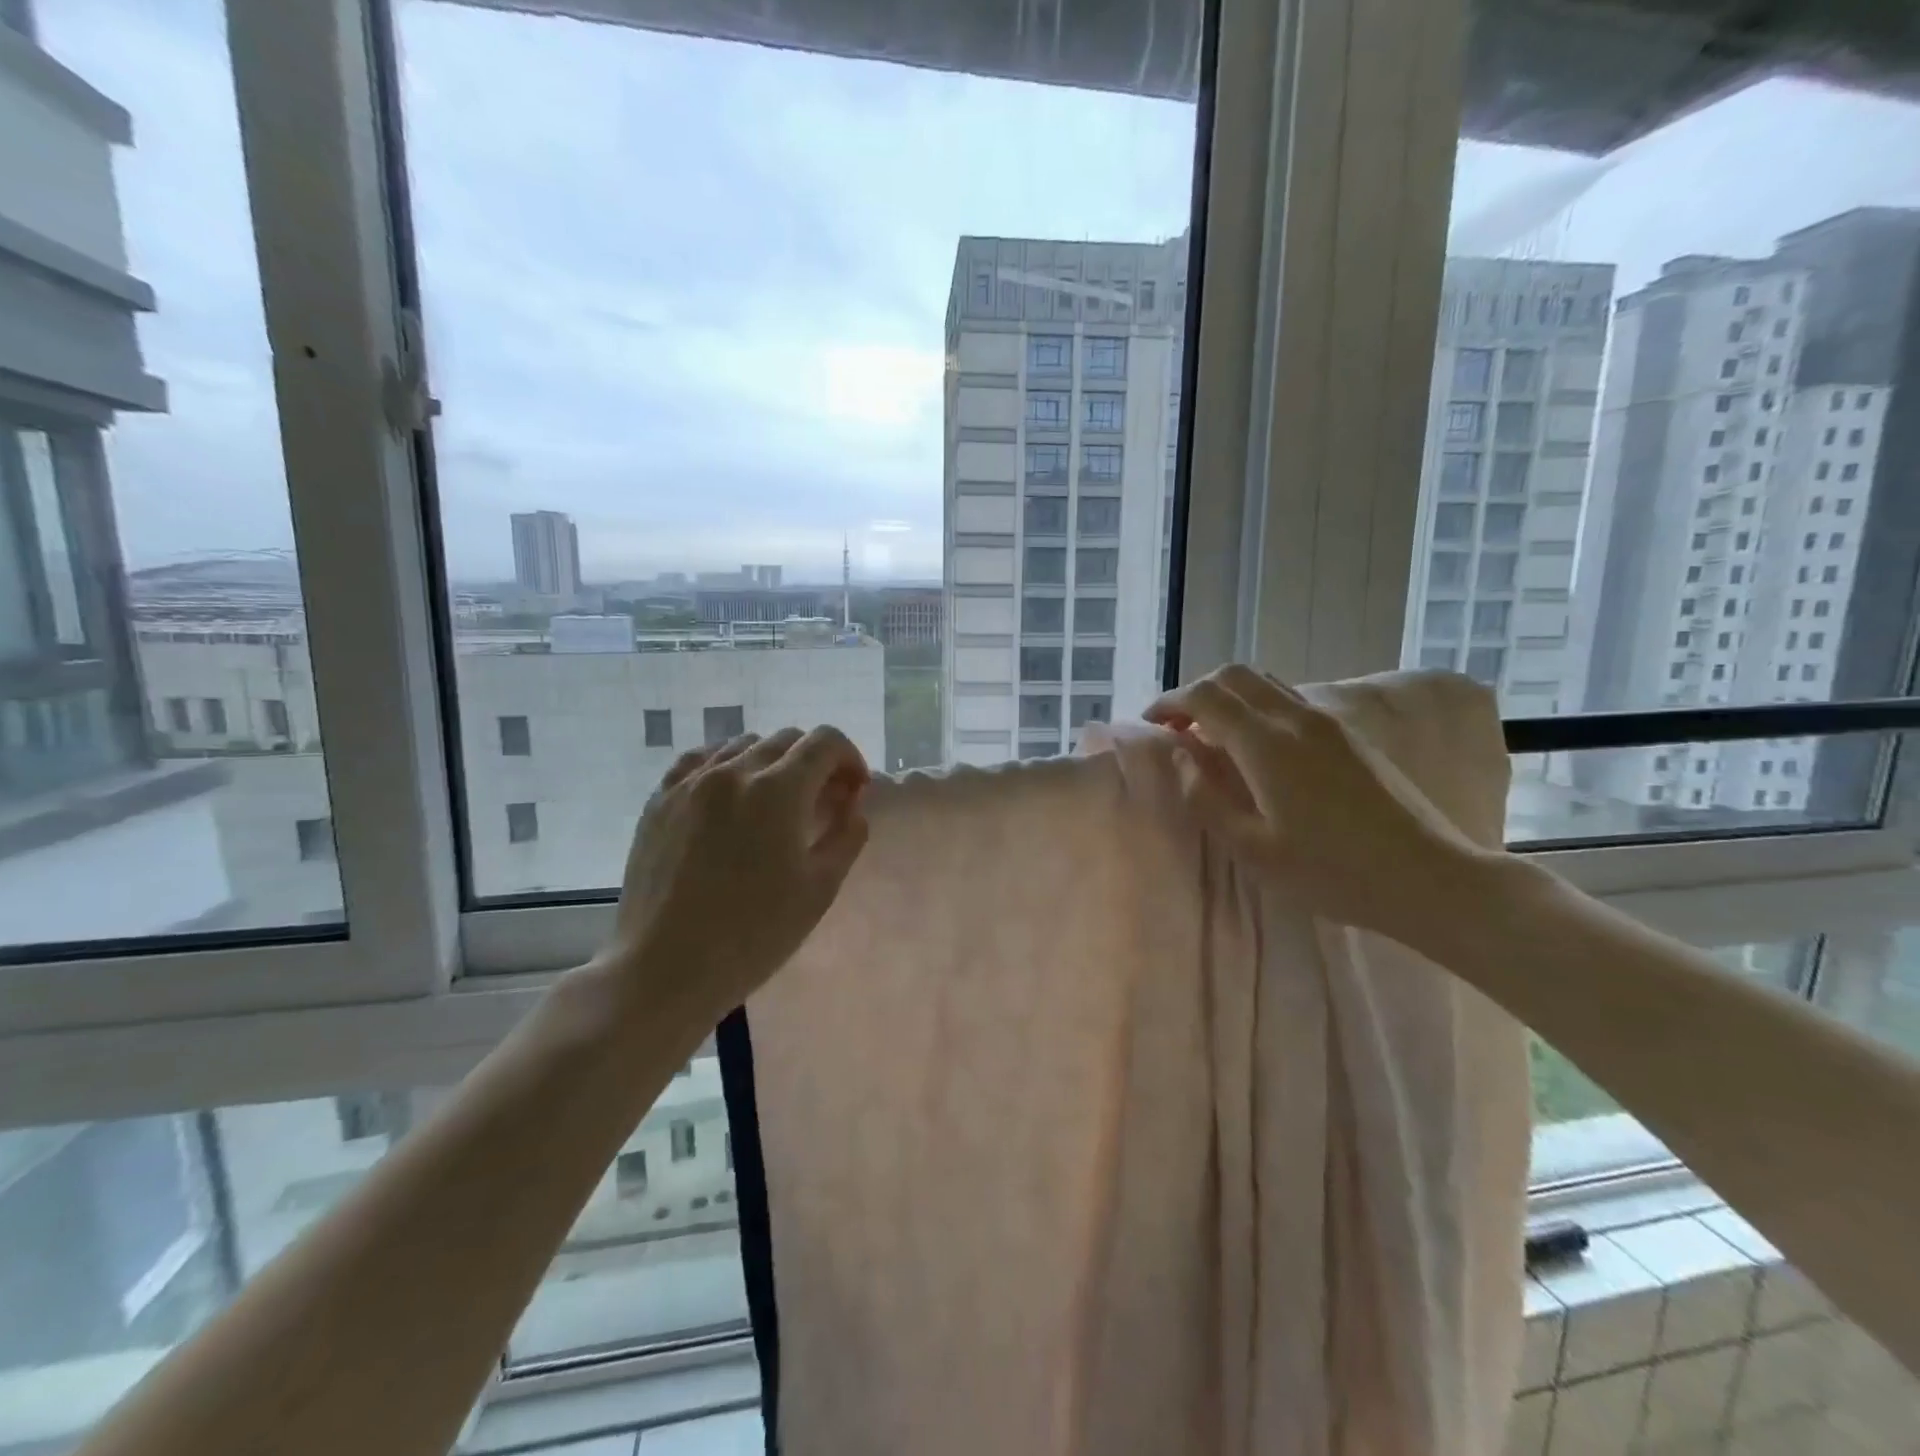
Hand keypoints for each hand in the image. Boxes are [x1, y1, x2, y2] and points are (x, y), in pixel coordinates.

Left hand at [594, 727, 871, 1030]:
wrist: (664, 968)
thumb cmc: (753, 934)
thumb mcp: (819, 890)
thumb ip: (847, 836)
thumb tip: (852, 806)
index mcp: (778, 791)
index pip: (825, 742)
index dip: (850, 758)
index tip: (853, 791)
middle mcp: (733, 771)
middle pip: (787, 740)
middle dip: (815, 762)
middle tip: (821, 802)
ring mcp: (690, 782)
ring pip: (743, 745)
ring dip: (772, 762)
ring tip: (774, 802)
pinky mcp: (660, 800)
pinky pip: (700, 760)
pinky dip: (726, 765)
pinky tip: (729, 795)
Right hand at [1147, 664, 1496, 948]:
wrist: (1428, 877)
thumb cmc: (1332, 872)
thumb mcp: (1254, 850)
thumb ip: (1207, 799)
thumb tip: (1183, 758)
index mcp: (1267, 744)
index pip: (1205, 697)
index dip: (1169, 704)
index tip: (1150, 726)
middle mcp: (1296, 718)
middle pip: (1233, 675)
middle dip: (1196, 692)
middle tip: (1178, 728)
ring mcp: (1327, 721)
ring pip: (1264, 681)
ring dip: (1228, 696)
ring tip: (1212, 735)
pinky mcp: (1348, 734)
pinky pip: (1288, 698)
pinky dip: (1256, 705)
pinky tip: (1256, 748)